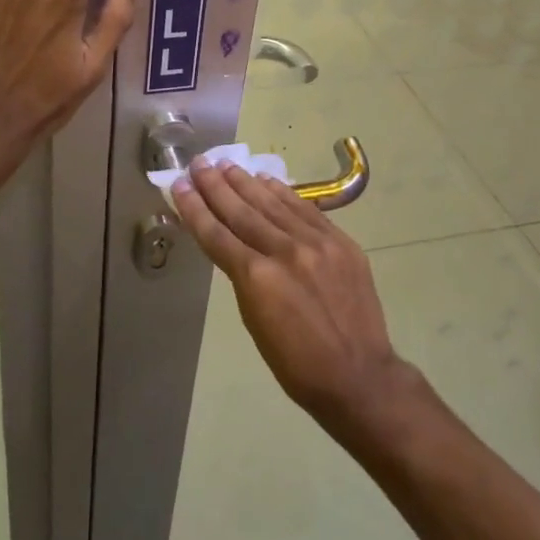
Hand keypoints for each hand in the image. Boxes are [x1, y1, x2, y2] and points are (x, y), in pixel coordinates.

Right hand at [172, 160, 420, 435]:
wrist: (359, 376)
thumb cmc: (297, 364)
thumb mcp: (255, 322)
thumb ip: (243, 276)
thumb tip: (233, 243)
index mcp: (257, 278)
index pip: (217, 234)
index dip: (195, 208)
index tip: (180, 184)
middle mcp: (284, 251)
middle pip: (242, 211)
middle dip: (216, 186)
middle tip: (199, 163)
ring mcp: (316, 243)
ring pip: (272, 204)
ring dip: (246, 182)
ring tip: (226, 164)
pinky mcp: (340, 241)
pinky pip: (304, 209)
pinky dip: (282, 193)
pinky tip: (266, 180)